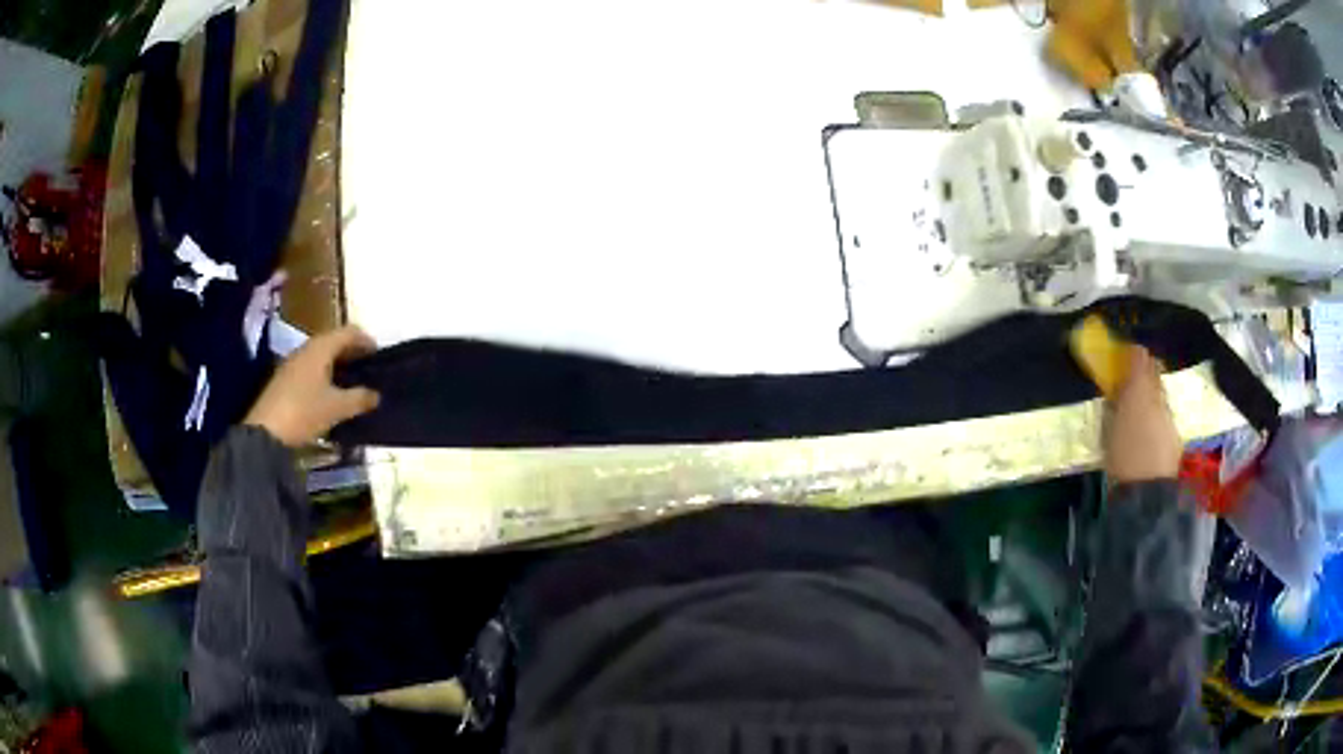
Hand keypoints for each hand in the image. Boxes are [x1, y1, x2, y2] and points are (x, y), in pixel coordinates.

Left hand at [245, 325, 380, 447]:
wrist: (265, 432)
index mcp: (321, 348)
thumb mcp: (336, 408)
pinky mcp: (286, 379)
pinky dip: (325, 374)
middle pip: (334, 341)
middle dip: (352, 352)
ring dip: (338, 364)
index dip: (365, 340)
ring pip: (321, 355)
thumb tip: (376, 394)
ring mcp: (293, 363)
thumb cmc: (304, 411)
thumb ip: (359, 398)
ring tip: (352, 382)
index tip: (379, 355)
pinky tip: (330, 393)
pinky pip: (311, 368)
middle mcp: (306, 349)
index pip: (348, 332)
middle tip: (368, 368)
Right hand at [1103, 346, 1181, 483]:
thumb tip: (1117, 388)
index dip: (1132, 353)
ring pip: (1160, 395)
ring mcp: (1169, 415)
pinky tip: (1148, 430)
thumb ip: (1114, 403)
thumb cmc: (1121, 457)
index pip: (1139, 356)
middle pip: (1154, 373)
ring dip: (1151, 395)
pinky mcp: (1175, 435)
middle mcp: (1158, 395)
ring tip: (1139, 407)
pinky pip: (1164, 415)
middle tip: (1131, 378)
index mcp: (1139, 387)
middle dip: (1144, 372)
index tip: (1123, 354)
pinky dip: (1156, 416)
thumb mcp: (1108, 428)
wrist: (1146, 492)